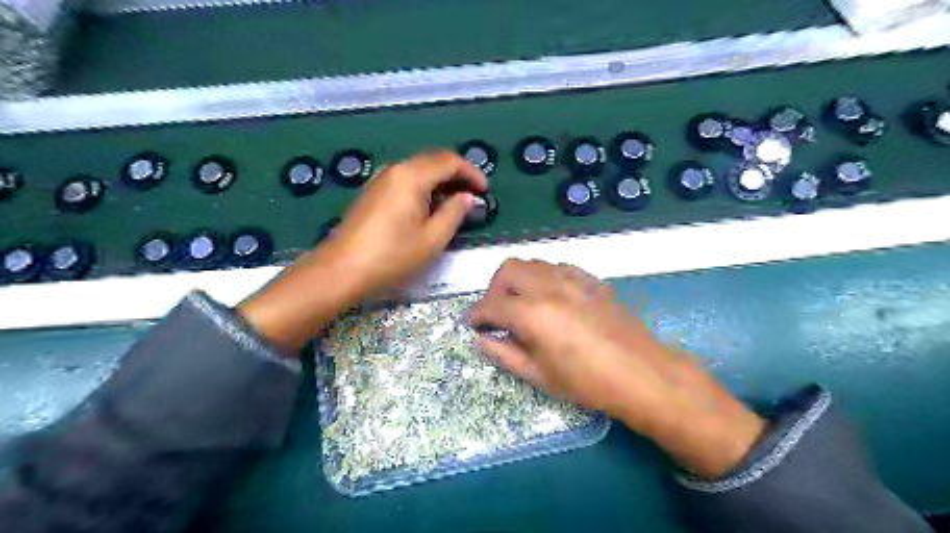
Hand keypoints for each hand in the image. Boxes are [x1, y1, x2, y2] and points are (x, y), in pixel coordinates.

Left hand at [316, 151, 484, 297]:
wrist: (342, 269)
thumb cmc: (392, 256)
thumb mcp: (432, 238)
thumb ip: (455, 213)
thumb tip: (467, 197)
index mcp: (412, 176)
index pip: (449, 161)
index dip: (471, 172)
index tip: (485, 190)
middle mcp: (396, 170)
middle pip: (433, 160)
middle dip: (458, 174)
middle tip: (474, 195)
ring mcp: (381, 180)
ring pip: (419, 170)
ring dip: (441, 181)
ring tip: (456, 204)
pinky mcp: (373, 193)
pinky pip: (406, 180)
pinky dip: (425, 188)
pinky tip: (430, 208)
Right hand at [467, 260, 762, 480]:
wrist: (642, 374)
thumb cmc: (588, 383)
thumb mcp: (540, 376)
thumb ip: (505, 354)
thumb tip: (480, 340)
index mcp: (533, 313)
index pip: (492, 305)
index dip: (475, 314)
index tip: (470, 323)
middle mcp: (549, 287)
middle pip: (508, 270)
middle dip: (494, 289)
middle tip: (495, 312)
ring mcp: (573, 279)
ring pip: (533, 263)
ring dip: (518, 279)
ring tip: (520, 303)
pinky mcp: (591, 280)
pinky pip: (557, 267)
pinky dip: (543, 277)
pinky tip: (549, 297)